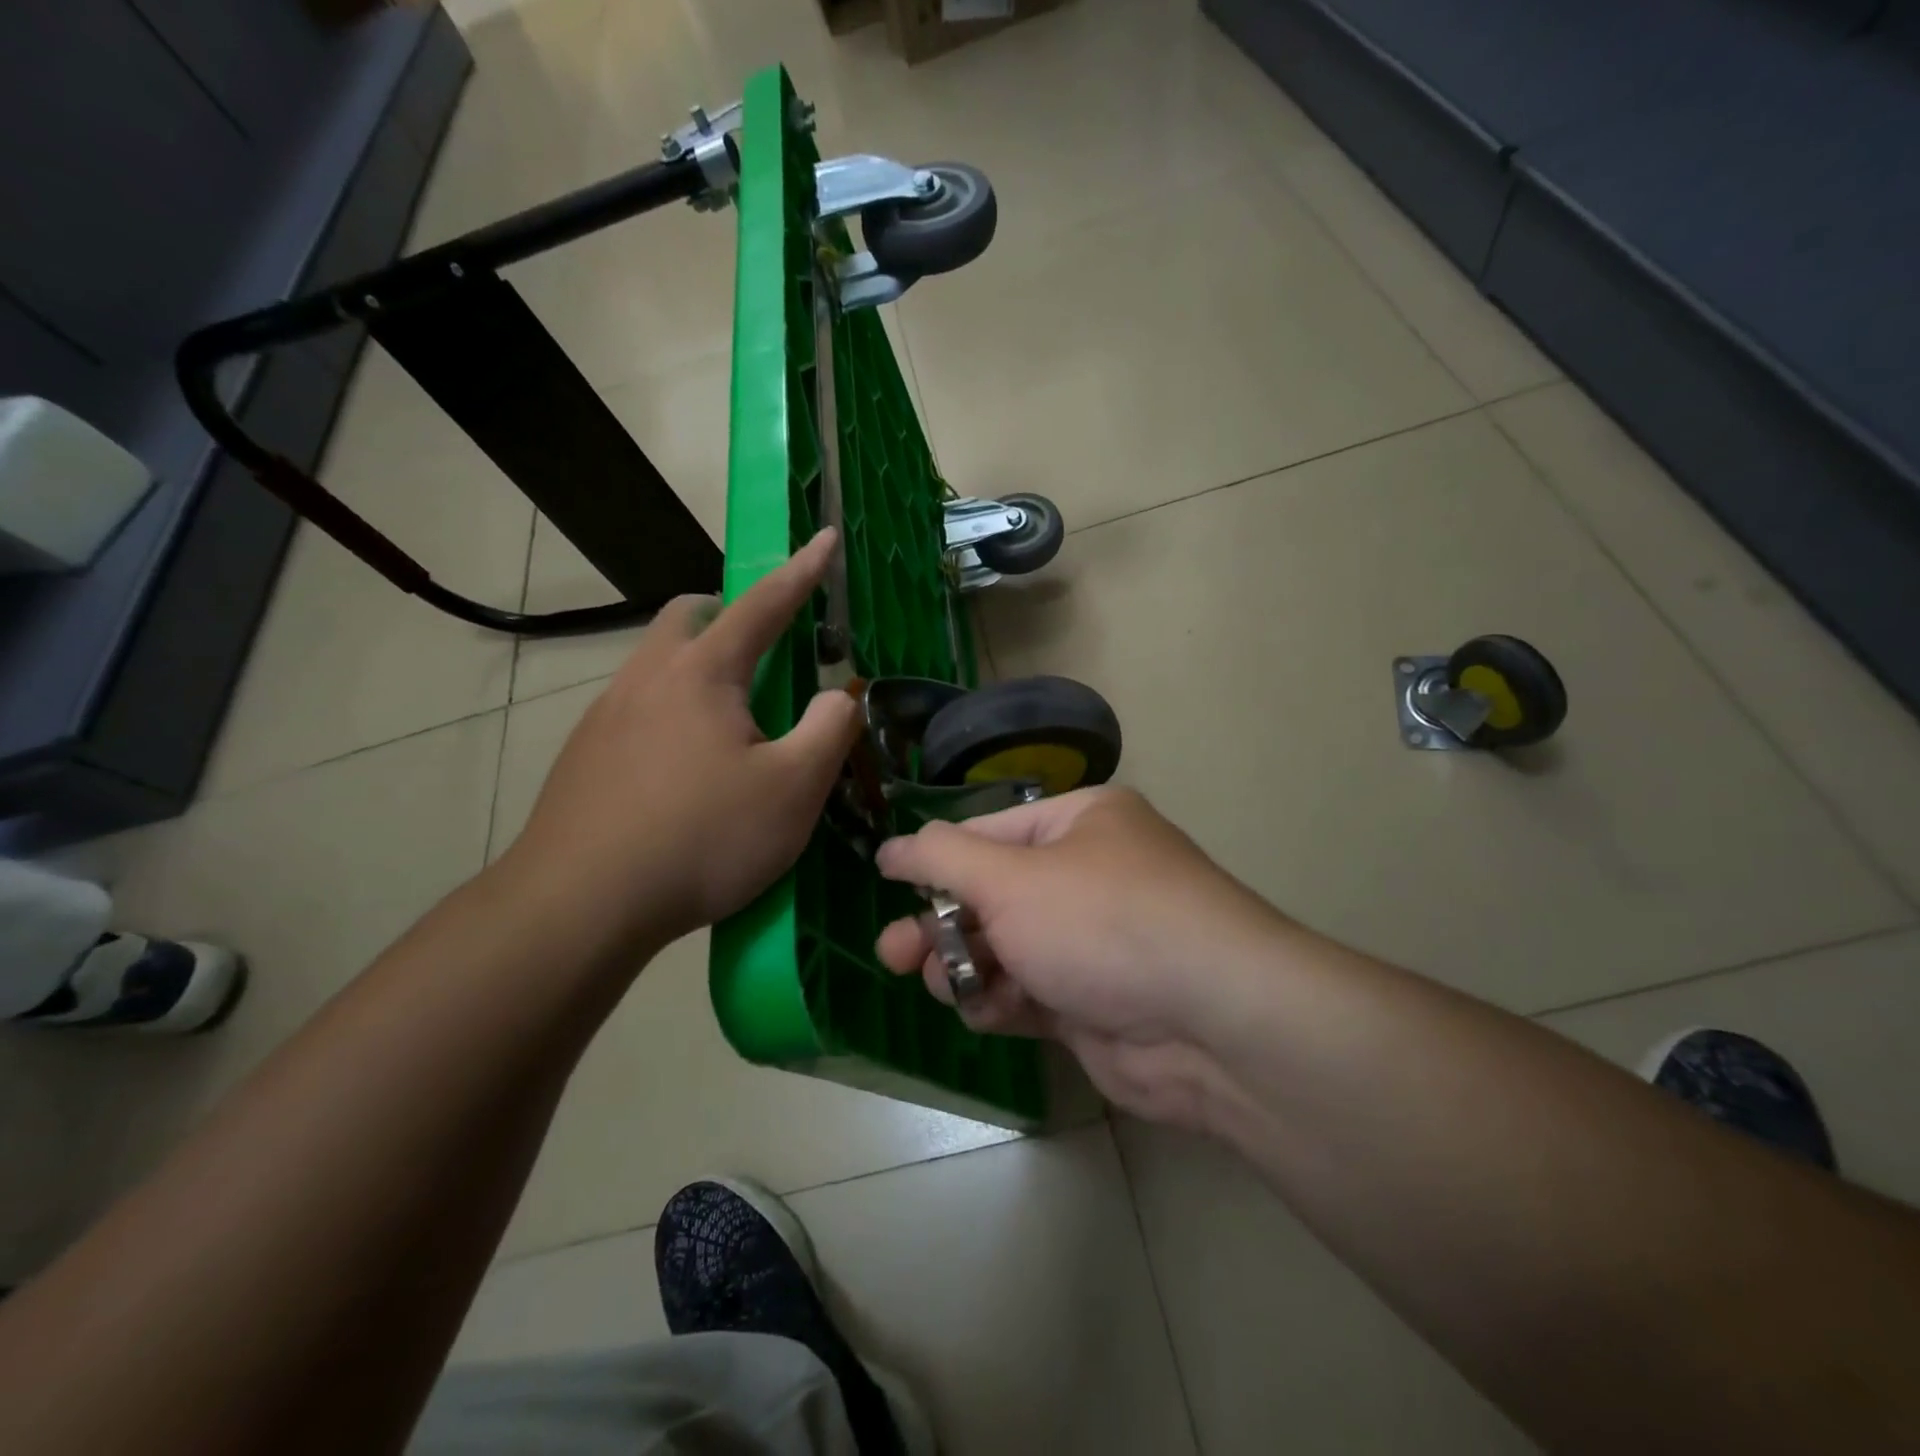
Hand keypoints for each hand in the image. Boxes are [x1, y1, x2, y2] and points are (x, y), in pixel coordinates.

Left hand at [504, 529, 860, 956]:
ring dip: (698, 671)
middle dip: (728, 616)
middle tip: (763, 653)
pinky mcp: (584, 757)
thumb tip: (840, 694)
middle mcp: (647, 679)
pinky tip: (684, 772)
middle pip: (686, 620)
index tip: (825, 538)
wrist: (580, 905)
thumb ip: (830, 729)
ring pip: (657, 666)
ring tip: (730, 726)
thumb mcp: (793, 789)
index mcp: (702, 673)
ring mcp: (605, 716)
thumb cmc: (701, 838)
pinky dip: (671, 714)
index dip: (802, 571)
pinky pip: (636, 710)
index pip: (763, 605)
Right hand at [873, 786, 1296, 1131]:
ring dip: (966, 965)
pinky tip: (984, 1012)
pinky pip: (1027, 992)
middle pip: (991, 894)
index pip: (986, 833)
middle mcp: (1087, 875)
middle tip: (893, 955)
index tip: (885, 883)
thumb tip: (890, 847)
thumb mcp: (1011, 878)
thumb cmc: (1102, 922)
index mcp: (1079, 823)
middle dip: (941, 923)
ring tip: (943, 983)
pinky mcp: (1092, 1001)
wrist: (1213, 1025)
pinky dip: (1000, 1001)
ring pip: (1004, 948)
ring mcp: (1091, 941)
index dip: (934, 859)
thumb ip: (940, 859)